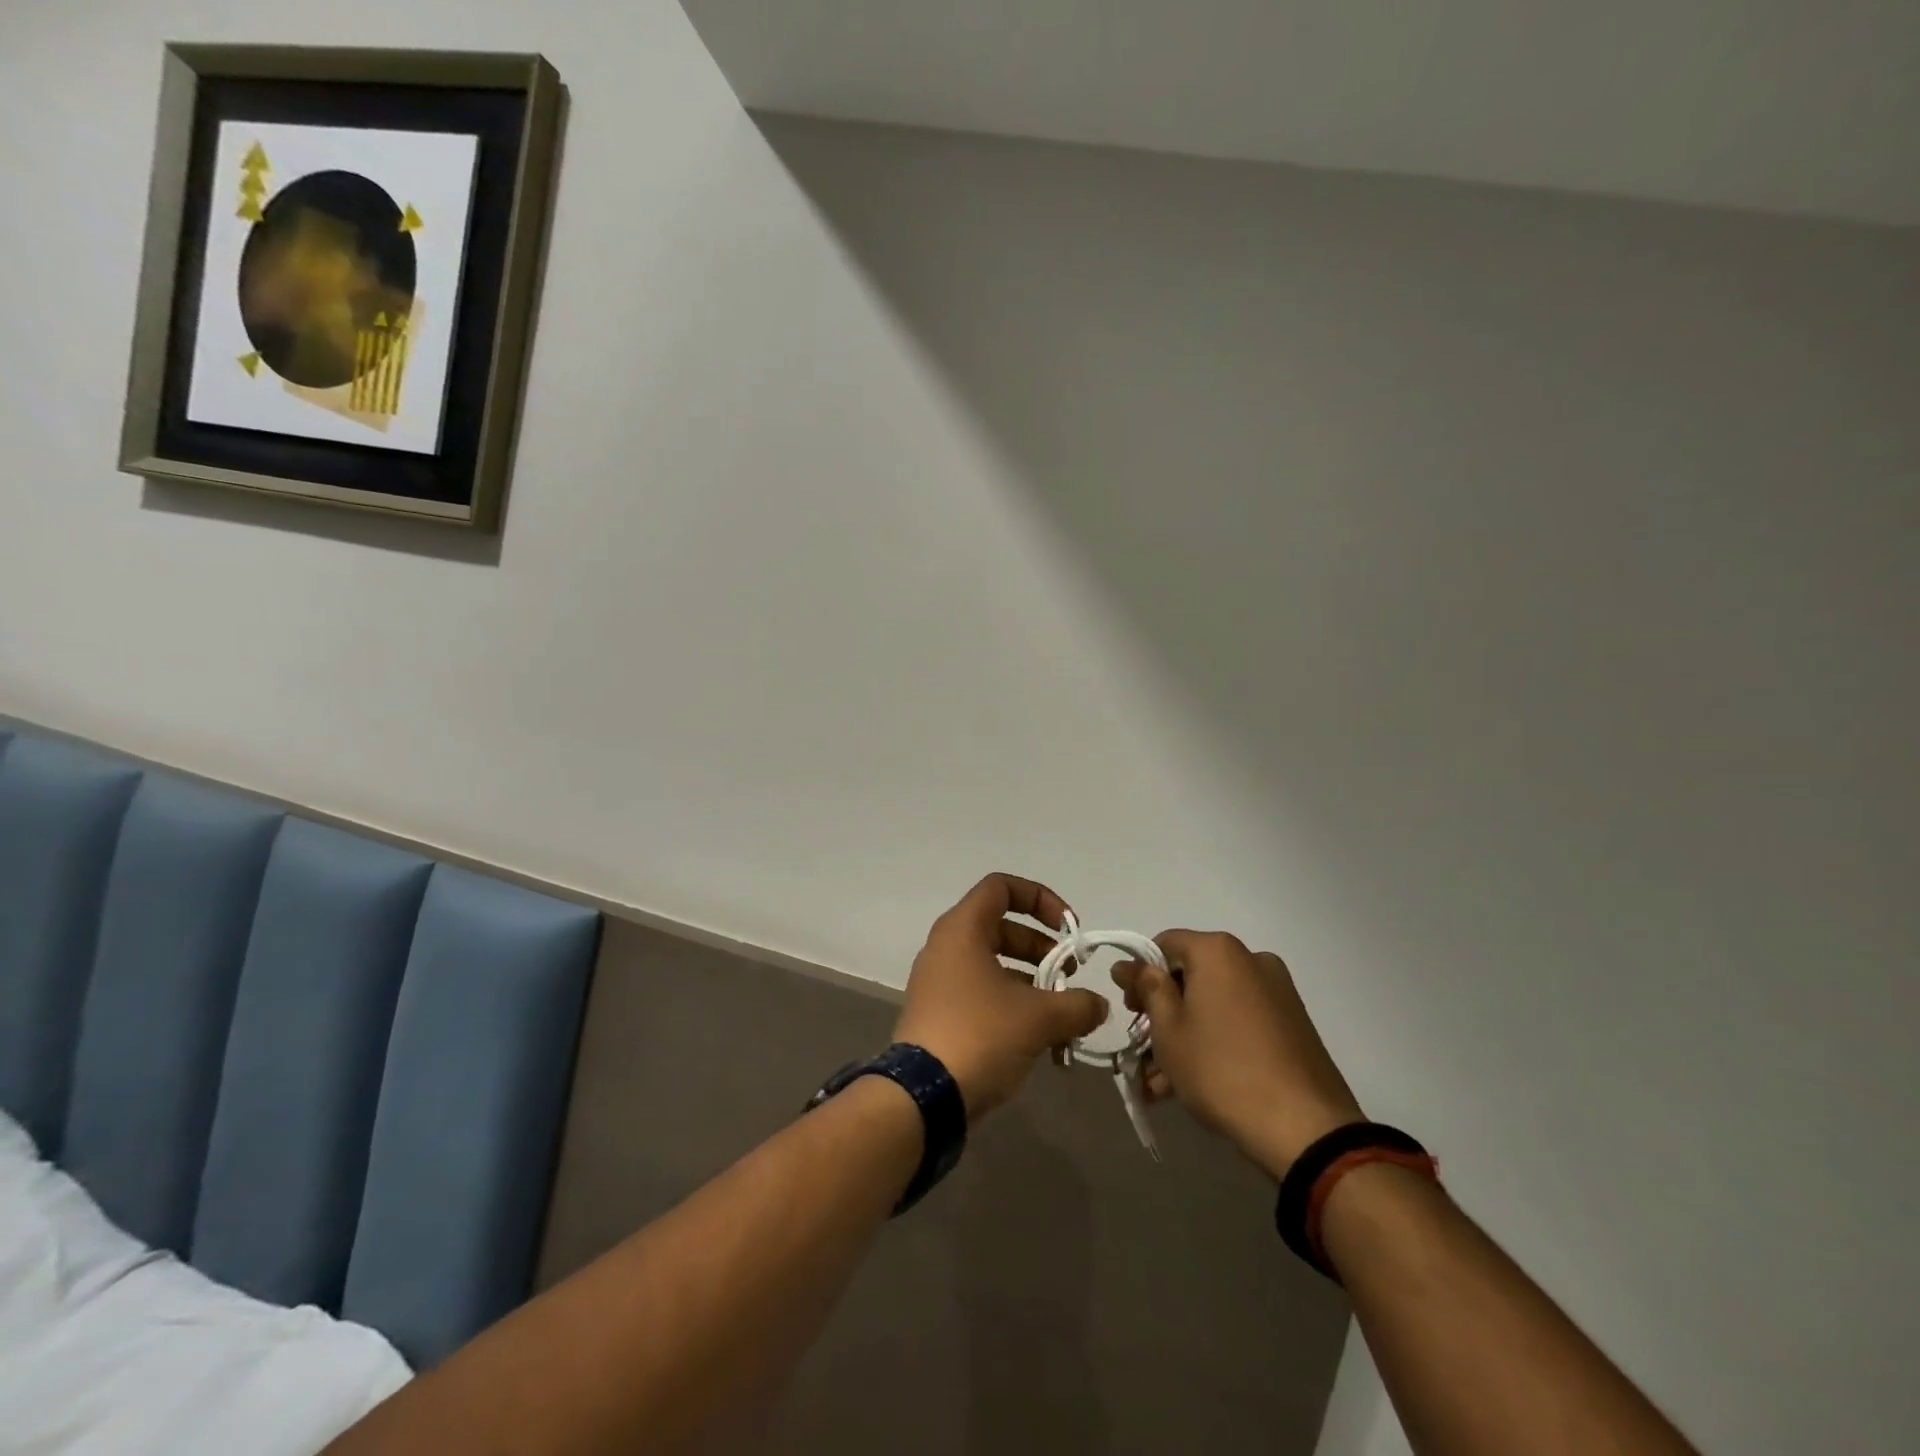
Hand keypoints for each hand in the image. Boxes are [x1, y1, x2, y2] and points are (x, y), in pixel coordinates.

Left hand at [894, 874, 1109, 1119]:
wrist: (922, 1098)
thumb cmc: (980, 1035)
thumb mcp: (1039, 1017)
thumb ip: (1078, 1004)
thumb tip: (1098, 1005)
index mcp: (963, 929)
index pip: (1002, 887)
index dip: (1041, 898)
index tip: (1069, 929)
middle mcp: (947, 946)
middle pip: (1002, 927)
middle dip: (1043, 948)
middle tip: (1070, 975)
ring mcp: (939, 981)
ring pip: (994, 964)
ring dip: (1032, 981)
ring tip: (1063, 1014)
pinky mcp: (939, 1013)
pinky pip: (982, 993)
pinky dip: (1013, 1004)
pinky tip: (1041, 1038)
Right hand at [1114, 931, 1362, 1179]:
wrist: (1305, 1127)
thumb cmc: (1221, 1069)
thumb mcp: (1168, 1029)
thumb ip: (1147, 989)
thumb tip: (1130, 965)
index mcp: (1218, 951)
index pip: (1164, 945)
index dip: (1140, 975)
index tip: (1129, 1011)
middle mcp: (1250, 960)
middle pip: (1190, 976)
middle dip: (1162, 1011)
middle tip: (1142, 1048)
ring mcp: (1277, 992)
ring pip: (1214, 1004)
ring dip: (1185, 1034)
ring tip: (1161, 1082)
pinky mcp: (1293, 1024)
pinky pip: (1239, 1021)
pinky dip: (1215, 1041)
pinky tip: (1193, 1083)